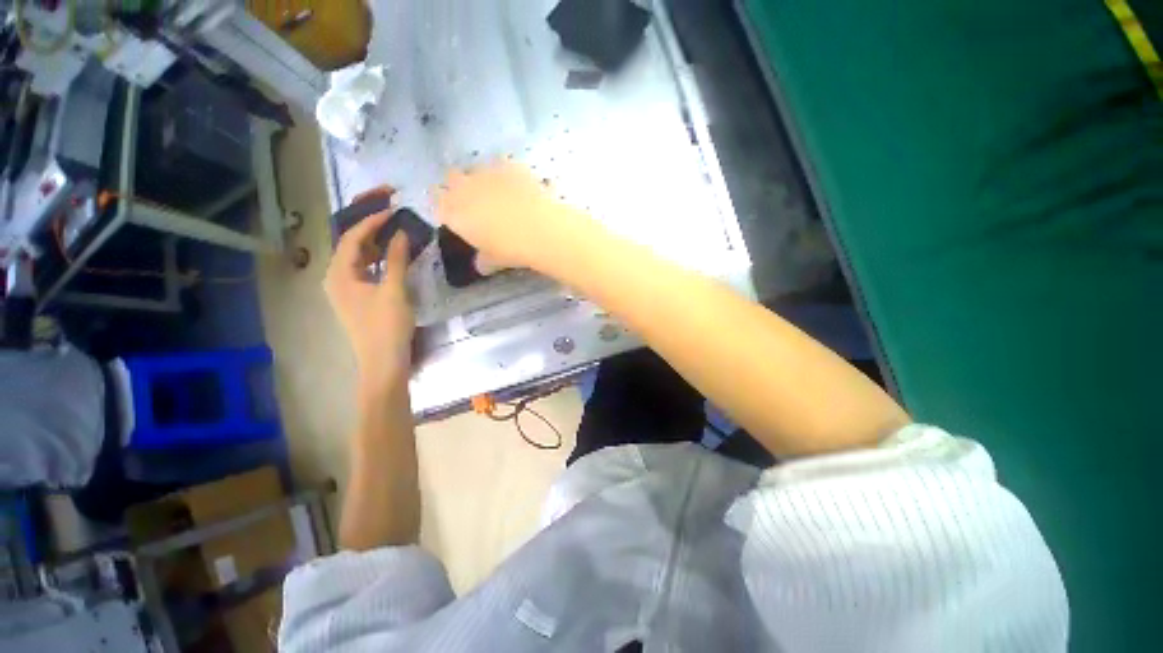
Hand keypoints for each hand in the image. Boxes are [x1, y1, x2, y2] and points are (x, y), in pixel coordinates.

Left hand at [325, 210, 414, 395]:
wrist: (384, 360)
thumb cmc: (387, 325)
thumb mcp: (394, 290)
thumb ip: (397, 260)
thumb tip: (401, 233)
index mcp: (339, 274)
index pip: (351, 238)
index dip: (371, 222)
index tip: (392, 211)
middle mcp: (336, 278)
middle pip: (352, 247)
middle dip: (372, 231)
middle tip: (394, 219)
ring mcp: (346, 290)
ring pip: (359, 260)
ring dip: (376, 246)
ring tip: (397, 235)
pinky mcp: (358, 299)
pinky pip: (366, 272)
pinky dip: (379, 262)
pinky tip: (394, 259)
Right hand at [434, 161, 588, 271]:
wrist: (540, 230)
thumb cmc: (511, 250)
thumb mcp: (493, 261)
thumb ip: (482, 260)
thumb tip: (481, 264)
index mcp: (454, 212)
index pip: (437, 201)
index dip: (446, 205)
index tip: (455, 213)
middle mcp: (464, 187)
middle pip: (452, 178)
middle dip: (460, 186)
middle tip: (476, 200)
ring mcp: (486, 172)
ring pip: (476, 168)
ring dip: (483, 178)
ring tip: (500, 193)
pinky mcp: (509, 165)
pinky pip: (502, 165)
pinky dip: (507, 174)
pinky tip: (519, 186)